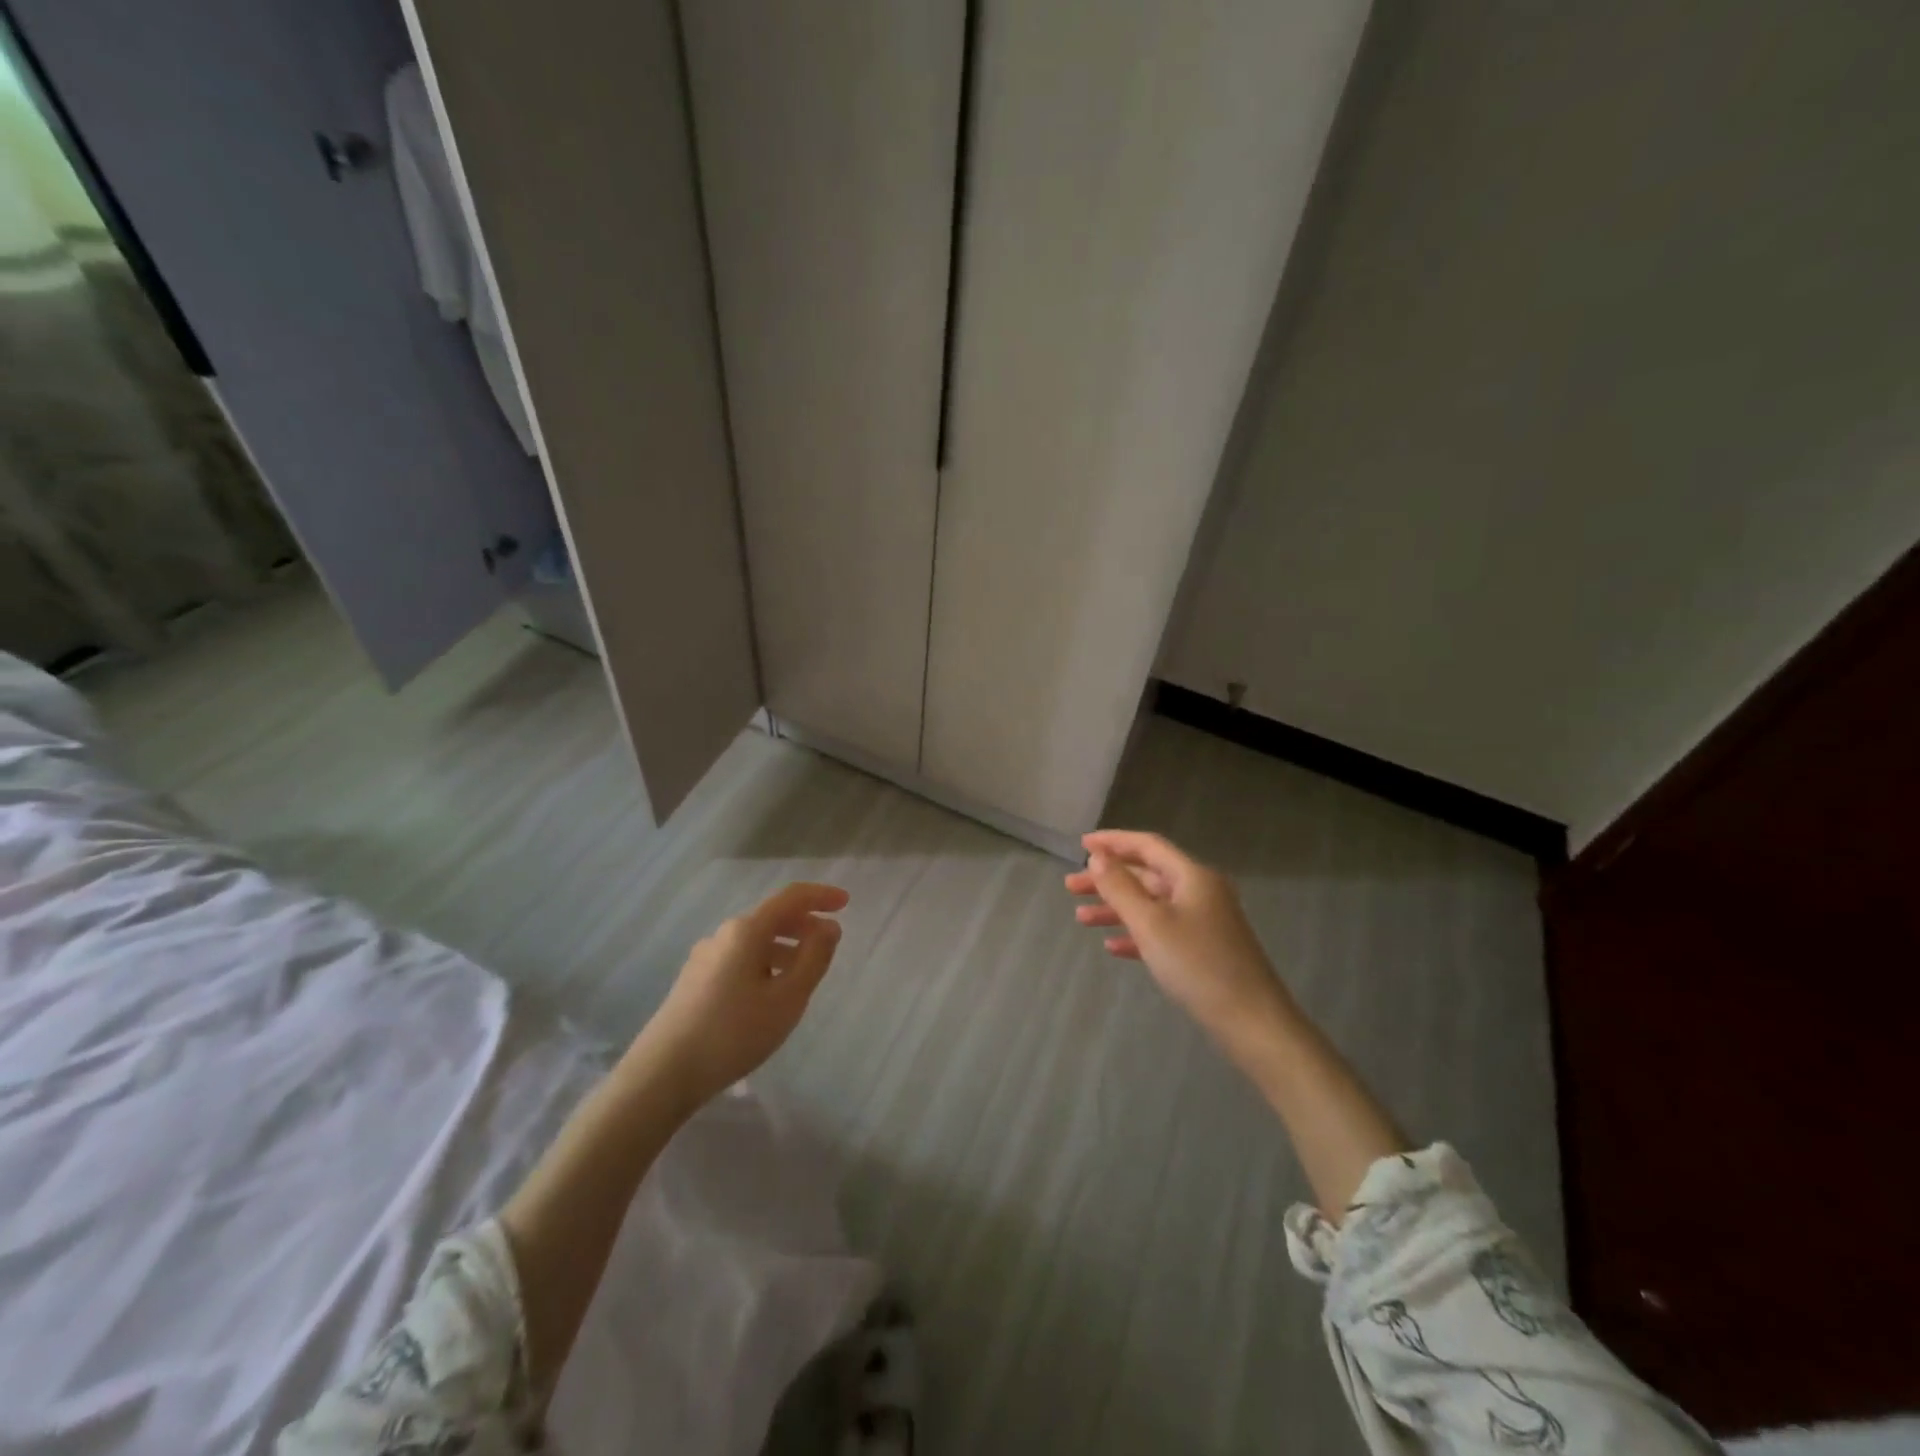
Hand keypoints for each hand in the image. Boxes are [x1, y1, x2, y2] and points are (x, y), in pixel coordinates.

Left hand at [631, 882, 848, 1109]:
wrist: (662, 1074)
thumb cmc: (734, 1032)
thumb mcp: (788, 998)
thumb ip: (814, 958)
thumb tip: (829, 927)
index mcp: (747, 931)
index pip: (791, 898)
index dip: (821, 896)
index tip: (846, 903)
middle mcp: (723, 935)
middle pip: (771, 917)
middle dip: (804, 924)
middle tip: (830, 943)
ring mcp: (704, 957)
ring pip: (755, 941)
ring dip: (785, 947)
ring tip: (803, 975)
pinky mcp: (694, 980)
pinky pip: (739, 958)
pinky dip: (764, 963)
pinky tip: (769, 994)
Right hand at [1065, 831, 1292, 1055]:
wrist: (1252, 1022)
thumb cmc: (1198, 965)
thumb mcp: (1151, 923)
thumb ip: (1121, 887)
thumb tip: (1098, 858)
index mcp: (1192, 876)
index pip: (1147, 845)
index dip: (1113, 842)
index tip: (1081, 845)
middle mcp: (1200, 892)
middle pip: (1147, 875)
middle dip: (1108, 880)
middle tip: (1070, 888)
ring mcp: (1204, 922)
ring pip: (1152, 905)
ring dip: (1117, 909)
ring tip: (1080, 919)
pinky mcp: (1204, 949)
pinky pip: (1162, 931)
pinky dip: (1136, 934)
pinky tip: (1112, 946)